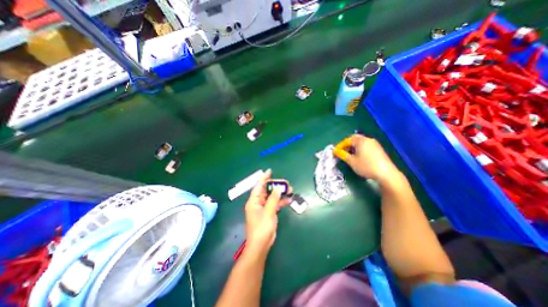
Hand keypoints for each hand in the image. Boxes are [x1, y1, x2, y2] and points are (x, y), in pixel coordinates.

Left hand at [244, 169, 289, 254]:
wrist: (261, 245)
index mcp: (254, 201)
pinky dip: (281, 201)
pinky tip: (288, 199)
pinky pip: (274, 204)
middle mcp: (258, 203)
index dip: (264, 178)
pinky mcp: (268, 213)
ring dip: (280, 194)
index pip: (259, 186)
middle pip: (267, 191)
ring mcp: (263, 208)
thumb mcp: (268, 212)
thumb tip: (278, 188)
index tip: (270, 171)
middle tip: (286, 183)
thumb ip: (273, 199)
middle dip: (276, 186)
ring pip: (272, 197)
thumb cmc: (262, 228)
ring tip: (290, 190)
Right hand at [331, 135, 401, 182]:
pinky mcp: (379, 149)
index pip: (347, 140)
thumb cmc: (366, 166)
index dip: (340, 145)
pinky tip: (359, 157)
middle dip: (347, 145)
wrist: (386, 173)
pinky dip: (360, 149)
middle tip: (342, 152)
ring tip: (349, 155)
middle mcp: (368, 139)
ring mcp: (374, 144)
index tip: (336, 152)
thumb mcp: (352, 161)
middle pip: (354, 139)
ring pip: (361, 142)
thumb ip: (342, 155)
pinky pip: (366, 146)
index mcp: (361, 141)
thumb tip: (335, 151)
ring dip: (353, 147)